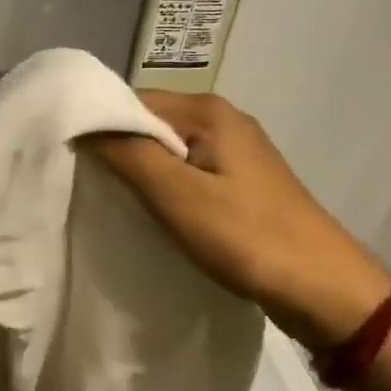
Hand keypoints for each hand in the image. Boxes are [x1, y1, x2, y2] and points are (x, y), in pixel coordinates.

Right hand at [89, 91, 390, 353]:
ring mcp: (234, 151)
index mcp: (207, 111)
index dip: (96, 124)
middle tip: (81, 184)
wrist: (325, 290)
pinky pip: (185, 172)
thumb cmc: (248, 238)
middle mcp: (221, 119)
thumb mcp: (178, 196)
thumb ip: (128, 154)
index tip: (65, 158)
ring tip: (107, 201)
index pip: (131, 100)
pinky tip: (148, 212)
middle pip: (148, 123)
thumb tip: (82, 121)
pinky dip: (161, 187)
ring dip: (137, 171)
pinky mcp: (239, 182)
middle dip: (115, 149)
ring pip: (165, 150)